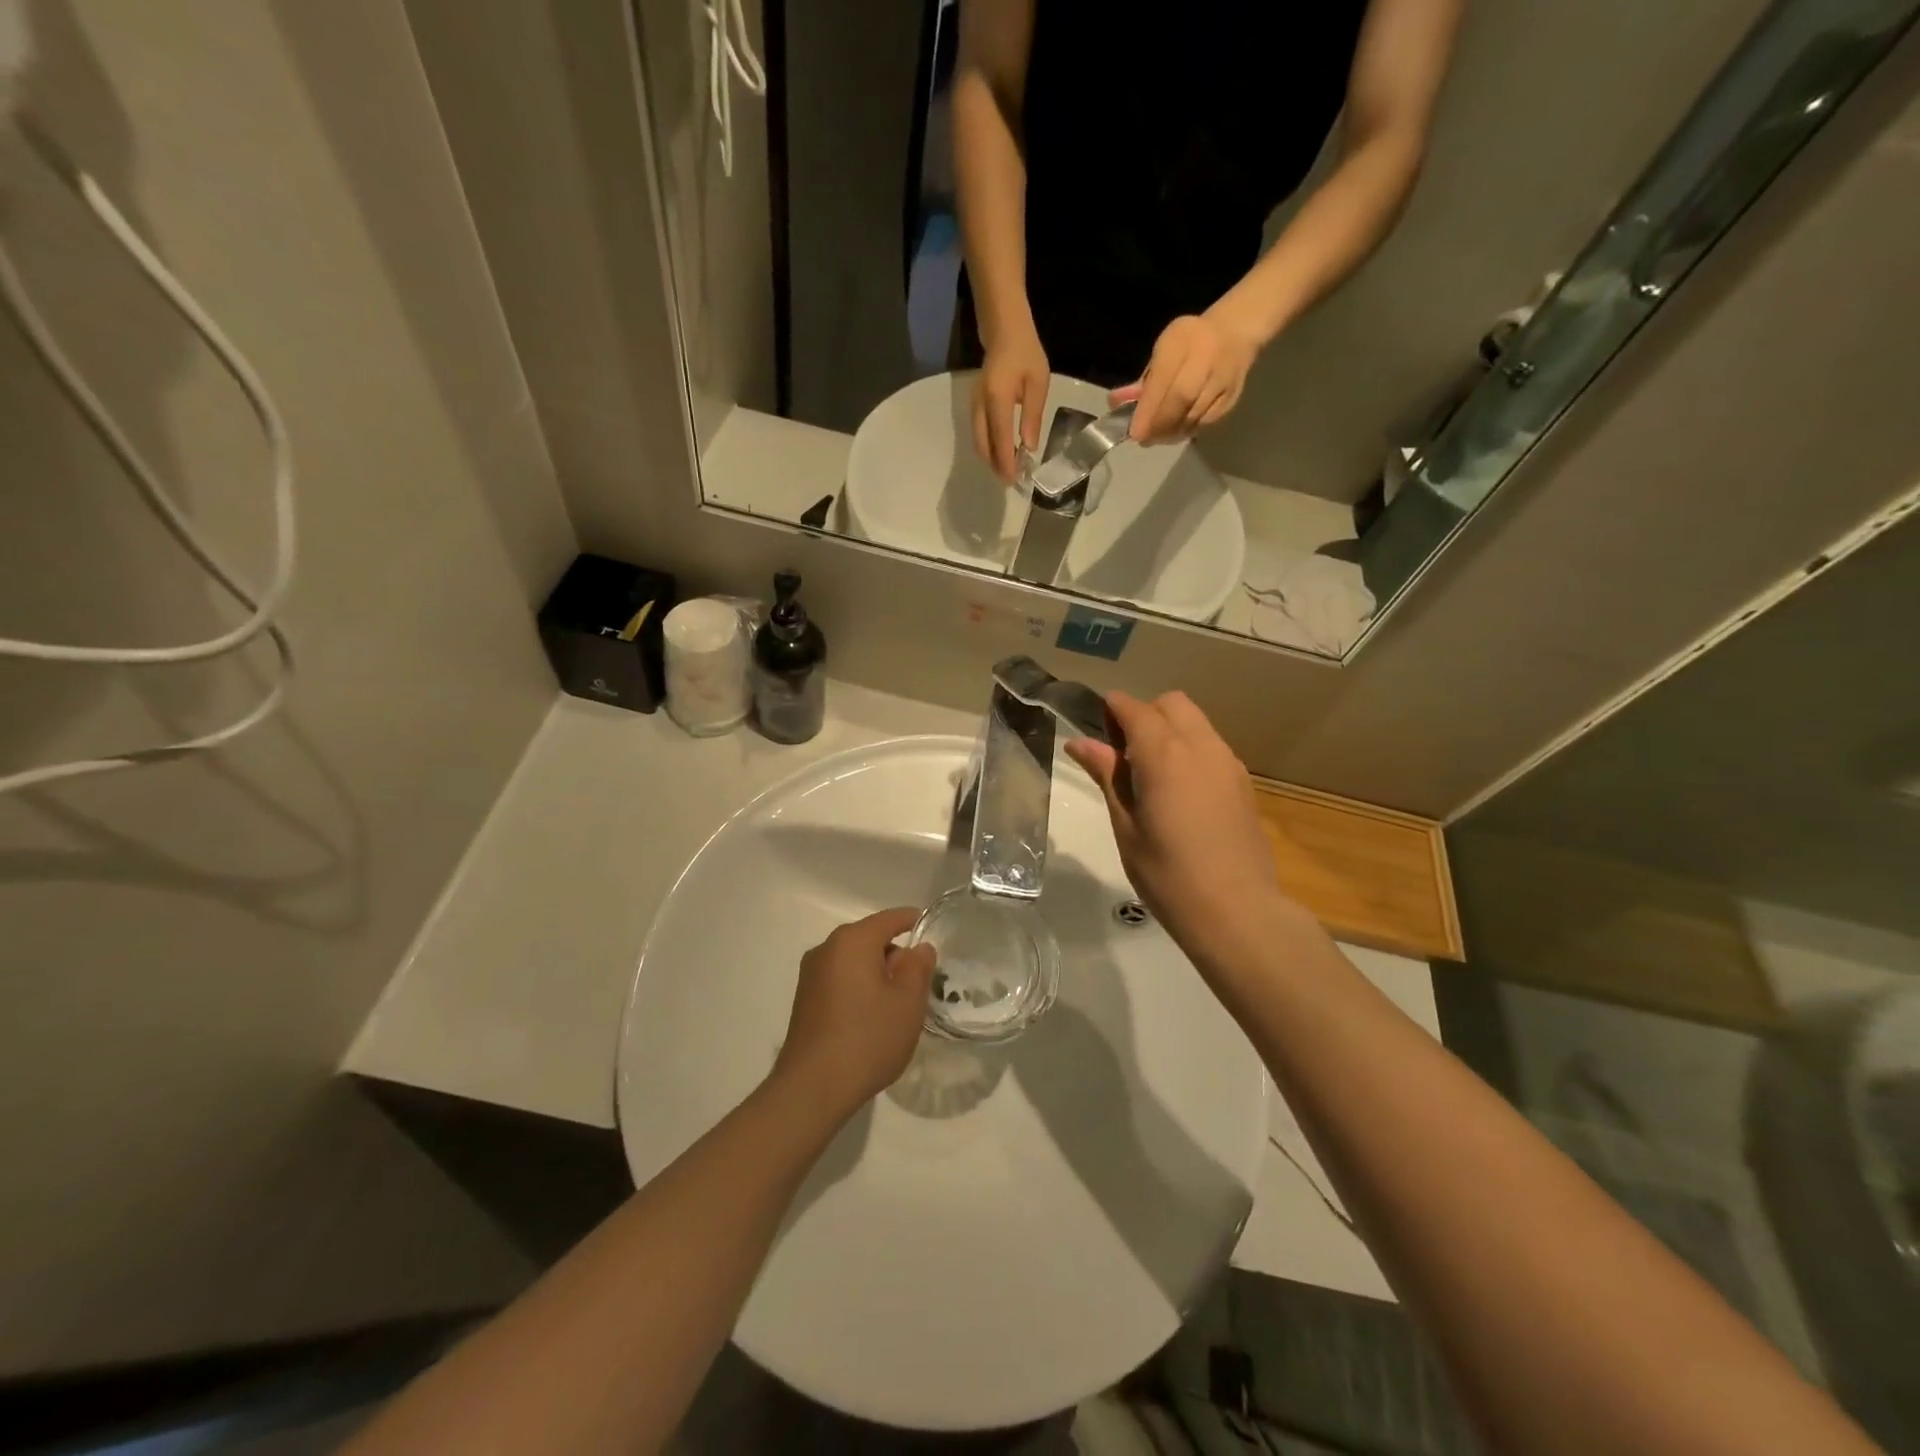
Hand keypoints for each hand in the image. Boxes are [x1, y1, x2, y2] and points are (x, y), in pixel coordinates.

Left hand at [773, 908, 936, 1120]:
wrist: (812, 1088)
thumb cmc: (868, 1038)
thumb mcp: (907, 1003)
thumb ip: (917, 968)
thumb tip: (919, 948)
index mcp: (853, 941)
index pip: (889, 919)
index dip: (911, 921)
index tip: (928, 929)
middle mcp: (827, 949)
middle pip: (869, 939)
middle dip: (895, 953)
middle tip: (920, 980)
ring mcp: (811, 975)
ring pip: (854, 961)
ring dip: (876, 973)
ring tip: (898, 1003)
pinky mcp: (805, 1000)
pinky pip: (840, 980)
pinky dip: (859, 988)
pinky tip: (871, 1017)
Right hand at [973, 324, 1049, 481]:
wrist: (1004, 332)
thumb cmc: (1026, 355)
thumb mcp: (1038, 384)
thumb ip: (1032, 416)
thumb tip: (1029, 447)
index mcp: (997, 399)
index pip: (999, 439)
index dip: (1005, 462)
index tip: (1014, 480)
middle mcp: (980, 405)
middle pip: (982, 445)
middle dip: (995, 466)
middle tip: (1011, 481)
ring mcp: (973, 405)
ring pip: (977, 442)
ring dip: (990, 459)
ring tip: (1007, 470)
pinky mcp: (974, 406)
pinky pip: (978, 434)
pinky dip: (987, 448)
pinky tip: (1001, 453)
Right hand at [1064, 692, 1299, 969]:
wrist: (1236, 911)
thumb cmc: (1167, 874)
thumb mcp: (1126, 825)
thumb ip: (1107, 776)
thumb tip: (1080, 743)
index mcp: (1164, 755)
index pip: (1134, 709)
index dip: (1112, 710)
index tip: (1096, 730)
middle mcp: (1200, 746)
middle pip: (1171, 704)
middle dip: (1144, 714)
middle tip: (1124, 754)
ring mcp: (1228, 763)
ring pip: (1196, 722)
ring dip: (1170, 731)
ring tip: (1151, 775)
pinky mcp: (1243, 783)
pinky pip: (1212, 747)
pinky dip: (1191, 750)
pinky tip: (1180, 792)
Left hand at [1113, 308, 1259, 444]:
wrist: (1235, 332)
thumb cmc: (1189, 342)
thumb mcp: (1163, 350)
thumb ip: (1143, 379)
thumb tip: (1115, 403)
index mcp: (1183, 340)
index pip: (1164, 379)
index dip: (1148, 409)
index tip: (1135, 431)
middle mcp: (1207, 357)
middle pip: (1181, 399)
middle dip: (1158, 424)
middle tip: (1144, 439)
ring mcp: (1223, 378)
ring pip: (1194, 415)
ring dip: (1171, 432)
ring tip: (1157, 437)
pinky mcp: (1232, 397)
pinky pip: (1206, 422)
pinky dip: (1187, 431)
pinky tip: (1176, 431)